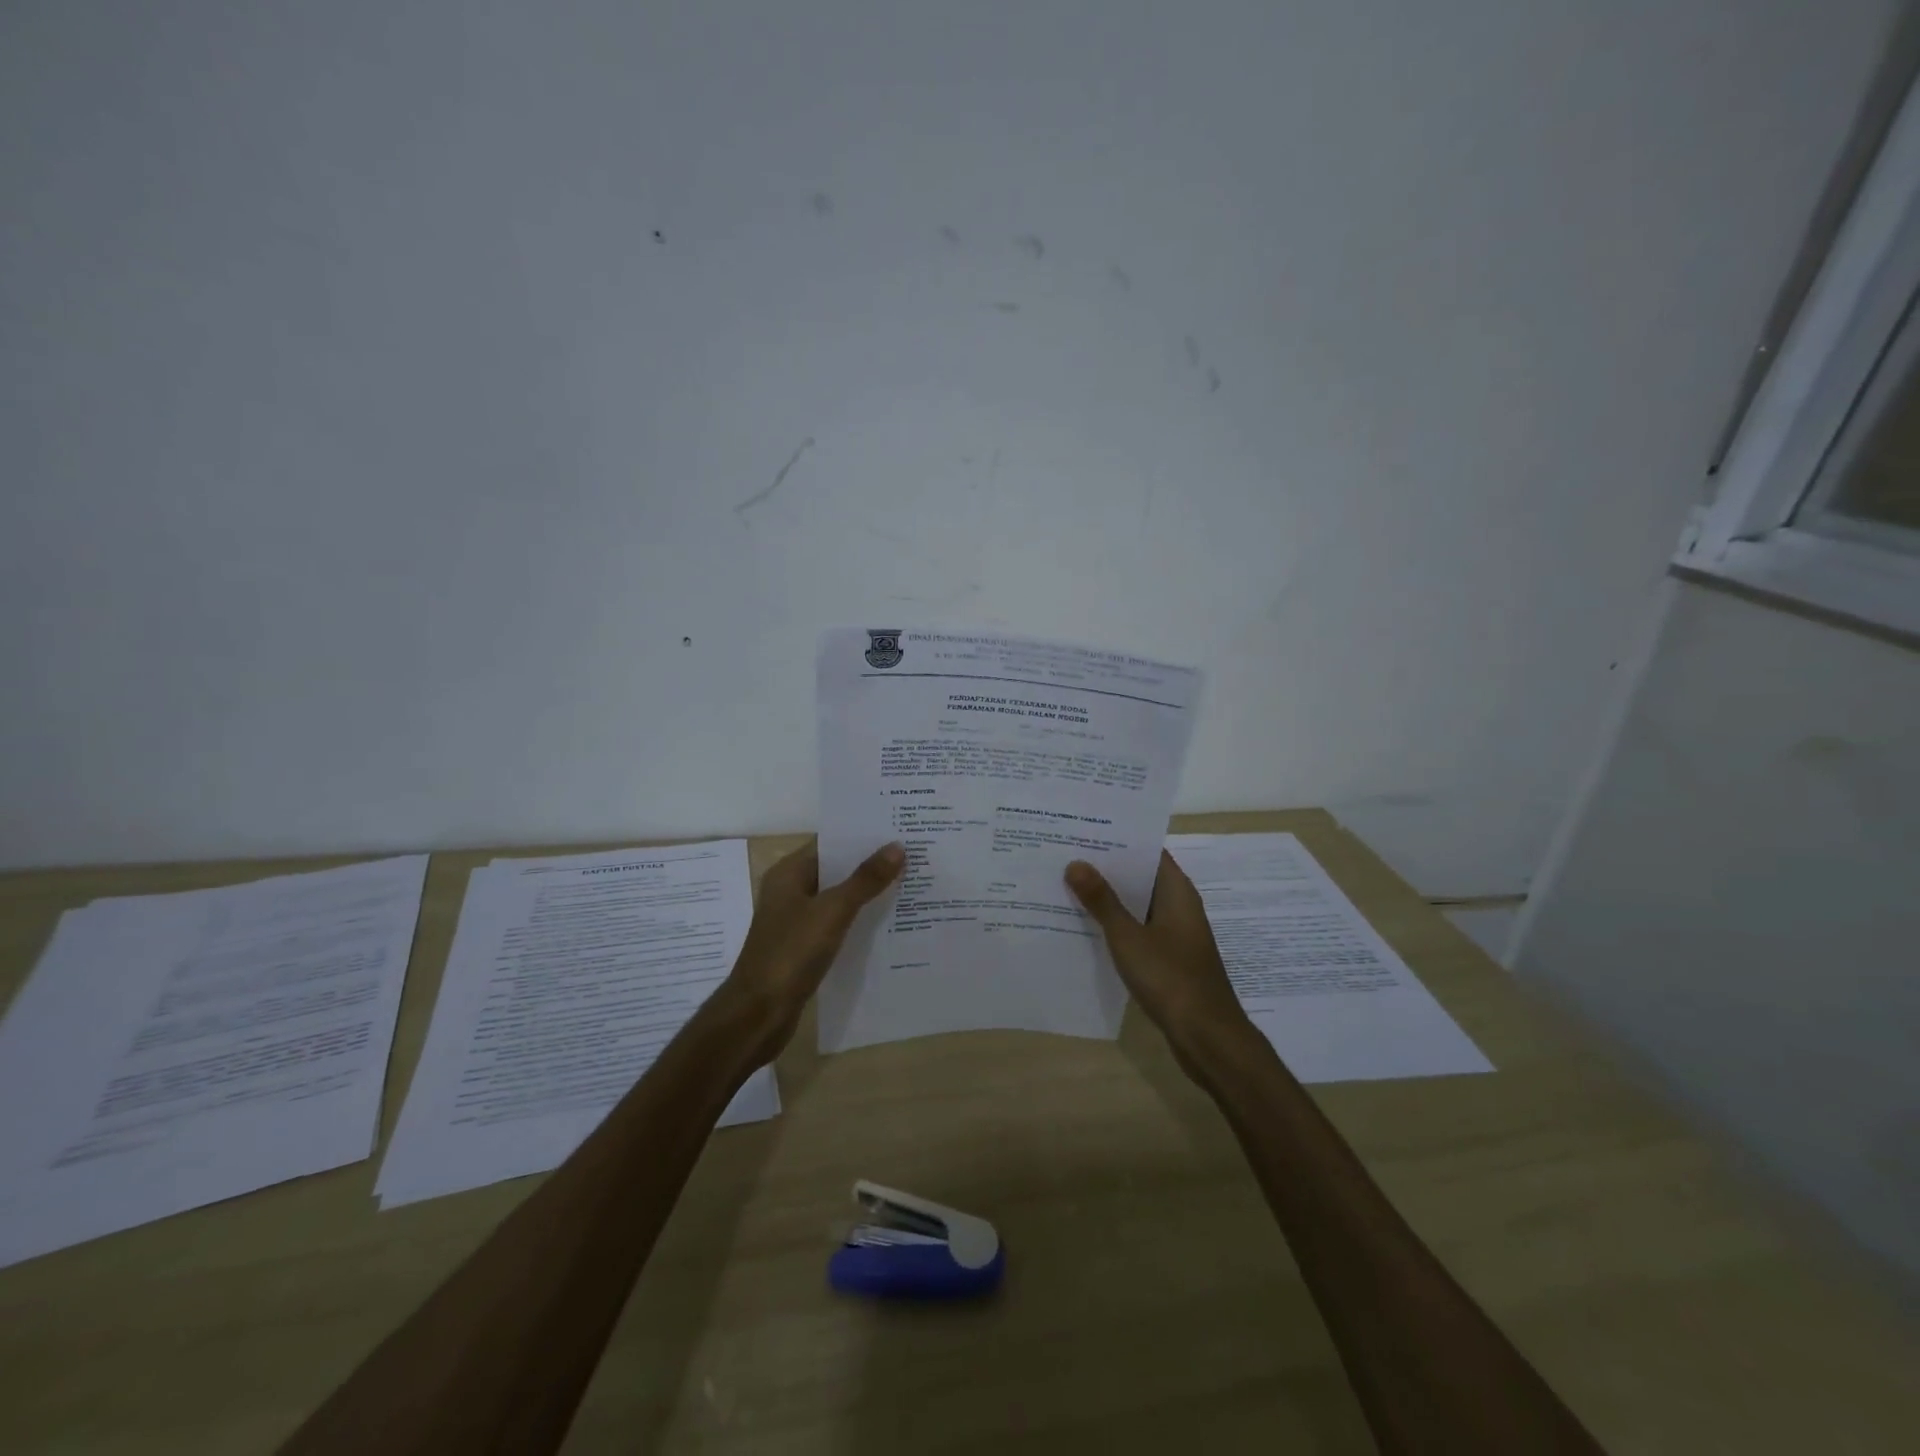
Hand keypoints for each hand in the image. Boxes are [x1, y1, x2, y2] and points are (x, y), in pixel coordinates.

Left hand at [721, 839, 904, 1060]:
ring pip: (838, 899)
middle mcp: (791, 892)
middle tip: (914, 857)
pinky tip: (888, 924)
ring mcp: (796, 922)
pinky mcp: (804, 948)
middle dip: (871, 865)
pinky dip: (859, 921)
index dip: (862, 837)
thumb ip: (865, 880)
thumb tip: (897, 847)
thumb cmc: (791, 953)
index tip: (899, 831)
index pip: (830, 843)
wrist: (758, 1014)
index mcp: (789, 874)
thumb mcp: (832, 911)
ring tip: (909, 885)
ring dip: (867, 894)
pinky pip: (837, 925)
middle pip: (836, 870)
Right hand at [1066, 851, 1253, 1065]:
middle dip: (1106, 868)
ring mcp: (1175, 934)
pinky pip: (1138, 930)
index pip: (1148, 851)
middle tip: (1065, 854)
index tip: (1084, 830)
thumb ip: (1102, 901)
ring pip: (1137, 906)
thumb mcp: (1128, 937)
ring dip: (1108, 898)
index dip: (1119, 839)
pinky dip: (1116, 925)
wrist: (1207, 1038)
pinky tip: (1084, 927)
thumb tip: (1076, 863)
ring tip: (1066, 885)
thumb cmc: (1171, 978)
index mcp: (1177, 891)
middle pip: (1141, 877)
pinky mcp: (1169, 959)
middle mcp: (1179, 906)